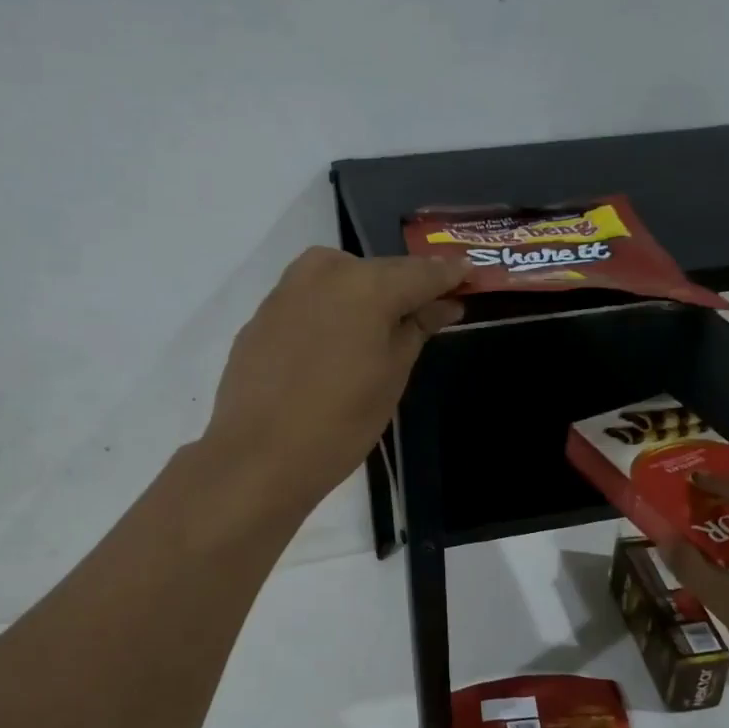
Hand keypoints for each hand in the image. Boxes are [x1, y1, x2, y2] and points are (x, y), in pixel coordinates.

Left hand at [203, 247, 465, 512]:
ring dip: (364, 294)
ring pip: (340, 278)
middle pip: (379, 270)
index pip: (421, 271)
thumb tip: (444, 304)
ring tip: (378, 330)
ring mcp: (286, 290)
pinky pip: (309, 299)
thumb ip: (417, 328)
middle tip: (426, 310)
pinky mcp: (261, 314)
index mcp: (366, 285)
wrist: (258, 457)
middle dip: (404, 287)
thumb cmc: (341, 422)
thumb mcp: (392, 375)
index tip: (470, 275)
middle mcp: (325, 272)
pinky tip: (333, 345)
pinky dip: (330, 310)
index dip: (449, 275)